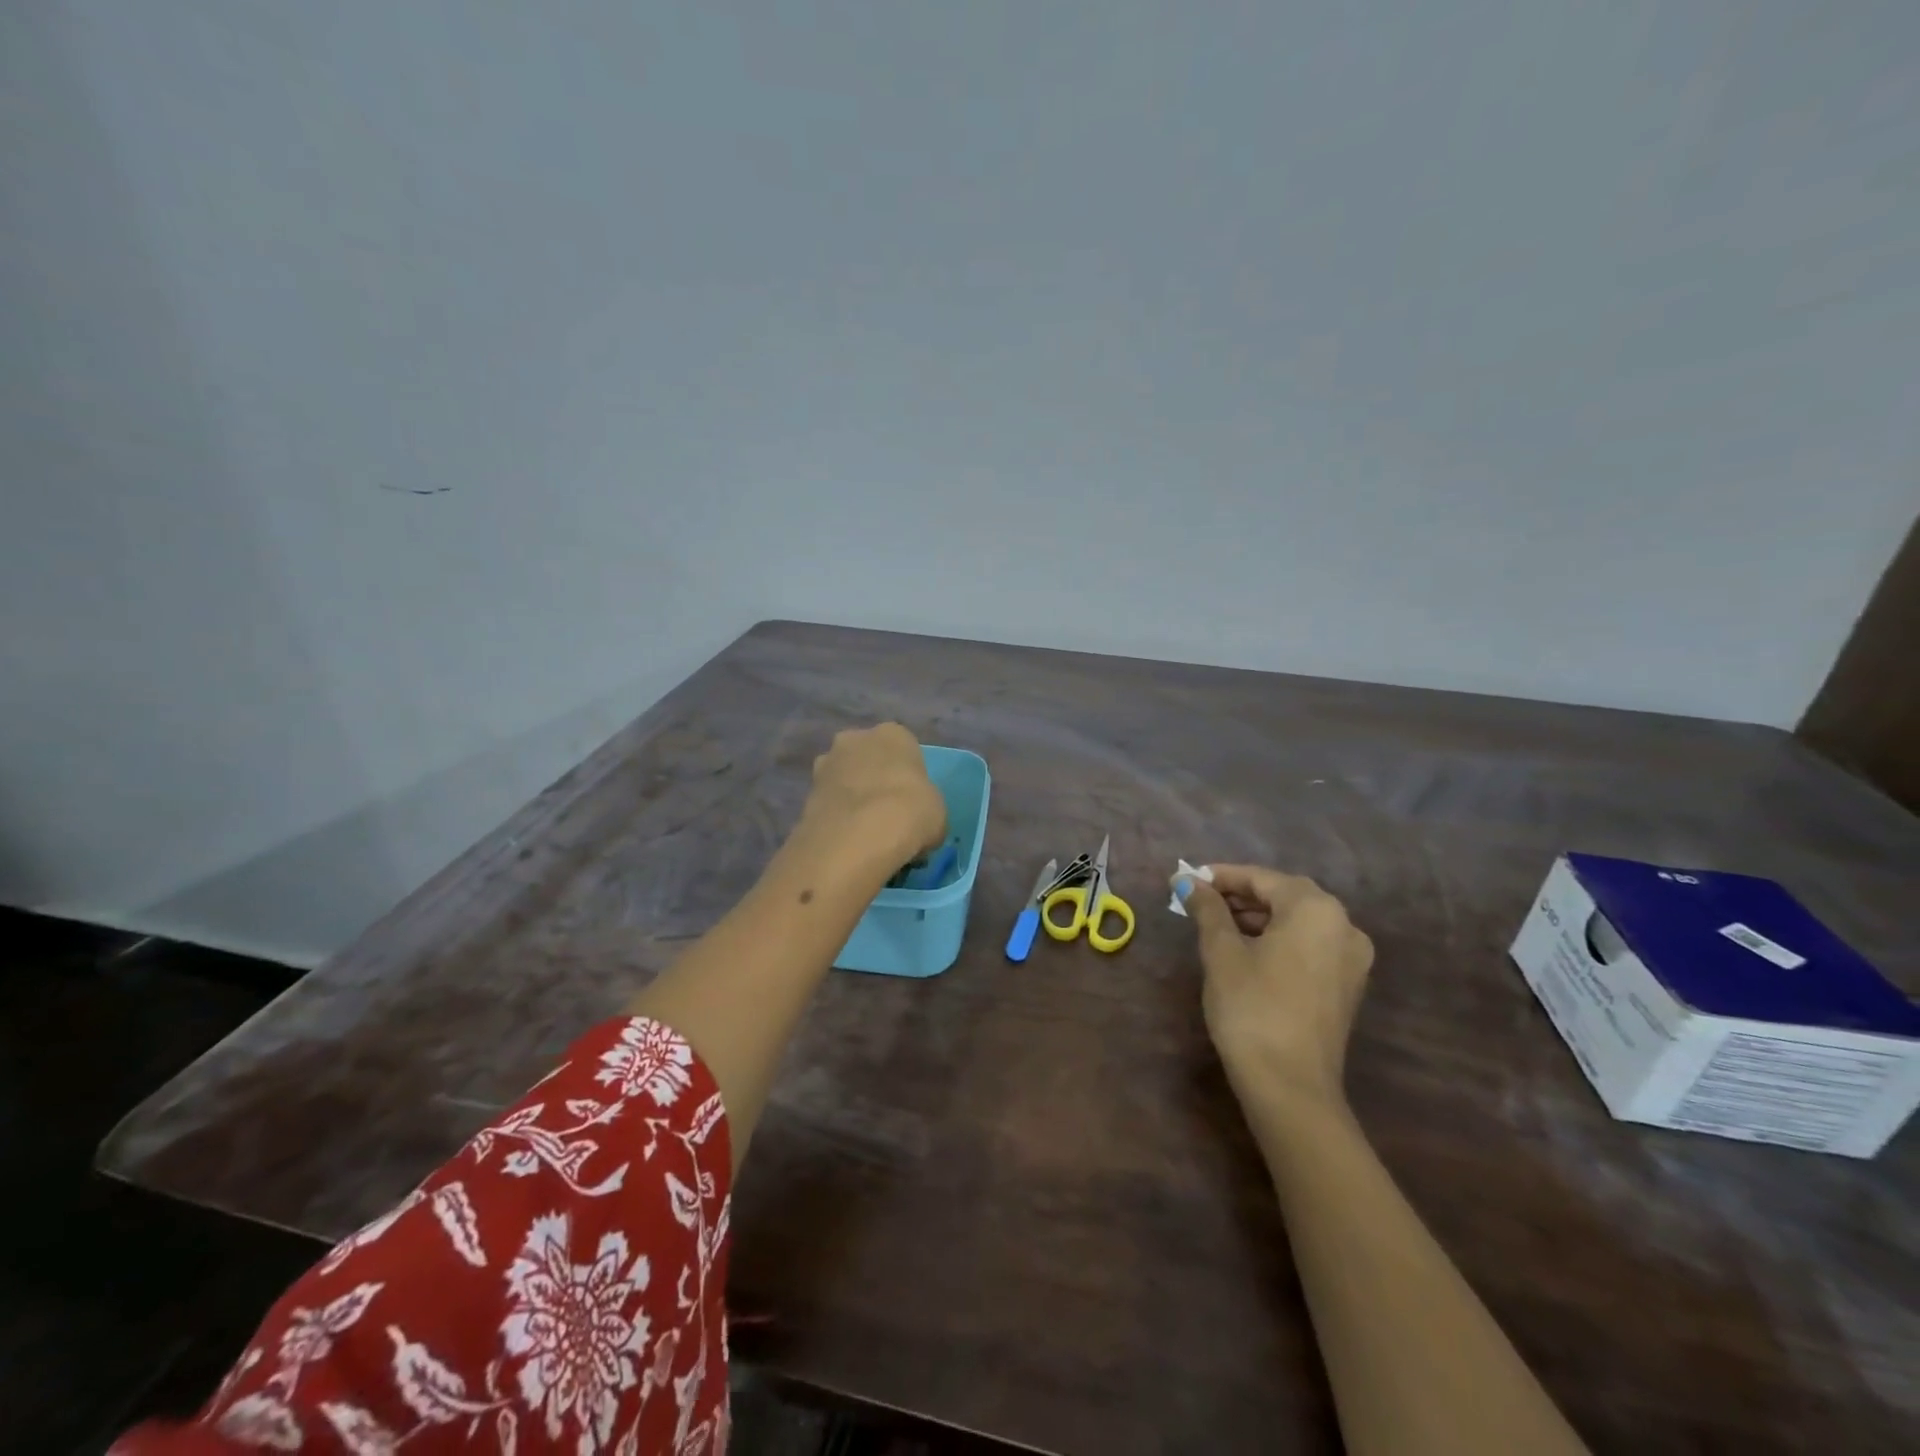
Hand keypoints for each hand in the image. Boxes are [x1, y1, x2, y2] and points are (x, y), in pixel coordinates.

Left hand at [800, 723, 946, 866]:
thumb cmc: (911, 812)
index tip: (911, 801)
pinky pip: (828, 803)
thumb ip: (925, 808)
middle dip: (873, 779)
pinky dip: (835, 817)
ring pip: (844, 778)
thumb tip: (916, 823)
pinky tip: (847, 841)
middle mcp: (855, 739)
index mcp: (893, 734)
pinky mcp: (805, 793)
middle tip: (886, 813)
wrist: (858, 837)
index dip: (908, 776)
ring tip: (864, 832)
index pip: (904, 748)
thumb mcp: (937, 813)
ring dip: (850, 797)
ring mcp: (826, 764)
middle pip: (867, 757)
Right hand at [1177, 865, 1373, 1108]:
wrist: (1290, 1086)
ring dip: (1259, 917)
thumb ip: (1207, 909)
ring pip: (1298, 921)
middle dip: (1240, 895)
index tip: (1187, 879)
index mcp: (1315, 909)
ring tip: (1217, 924)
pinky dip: (1279, 938)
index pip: (1262, 878)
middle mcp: (1343, 925)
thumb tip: (1186, 881)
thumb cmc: (1252, 1008)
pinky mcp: (1347, 985)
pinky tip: (1247, 949)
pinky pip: (1310, 944)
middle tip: (1199, 900)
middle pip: (1284, 895)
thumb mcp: (1221, 952)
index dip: (1221, 876)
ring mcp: (1352, 958)